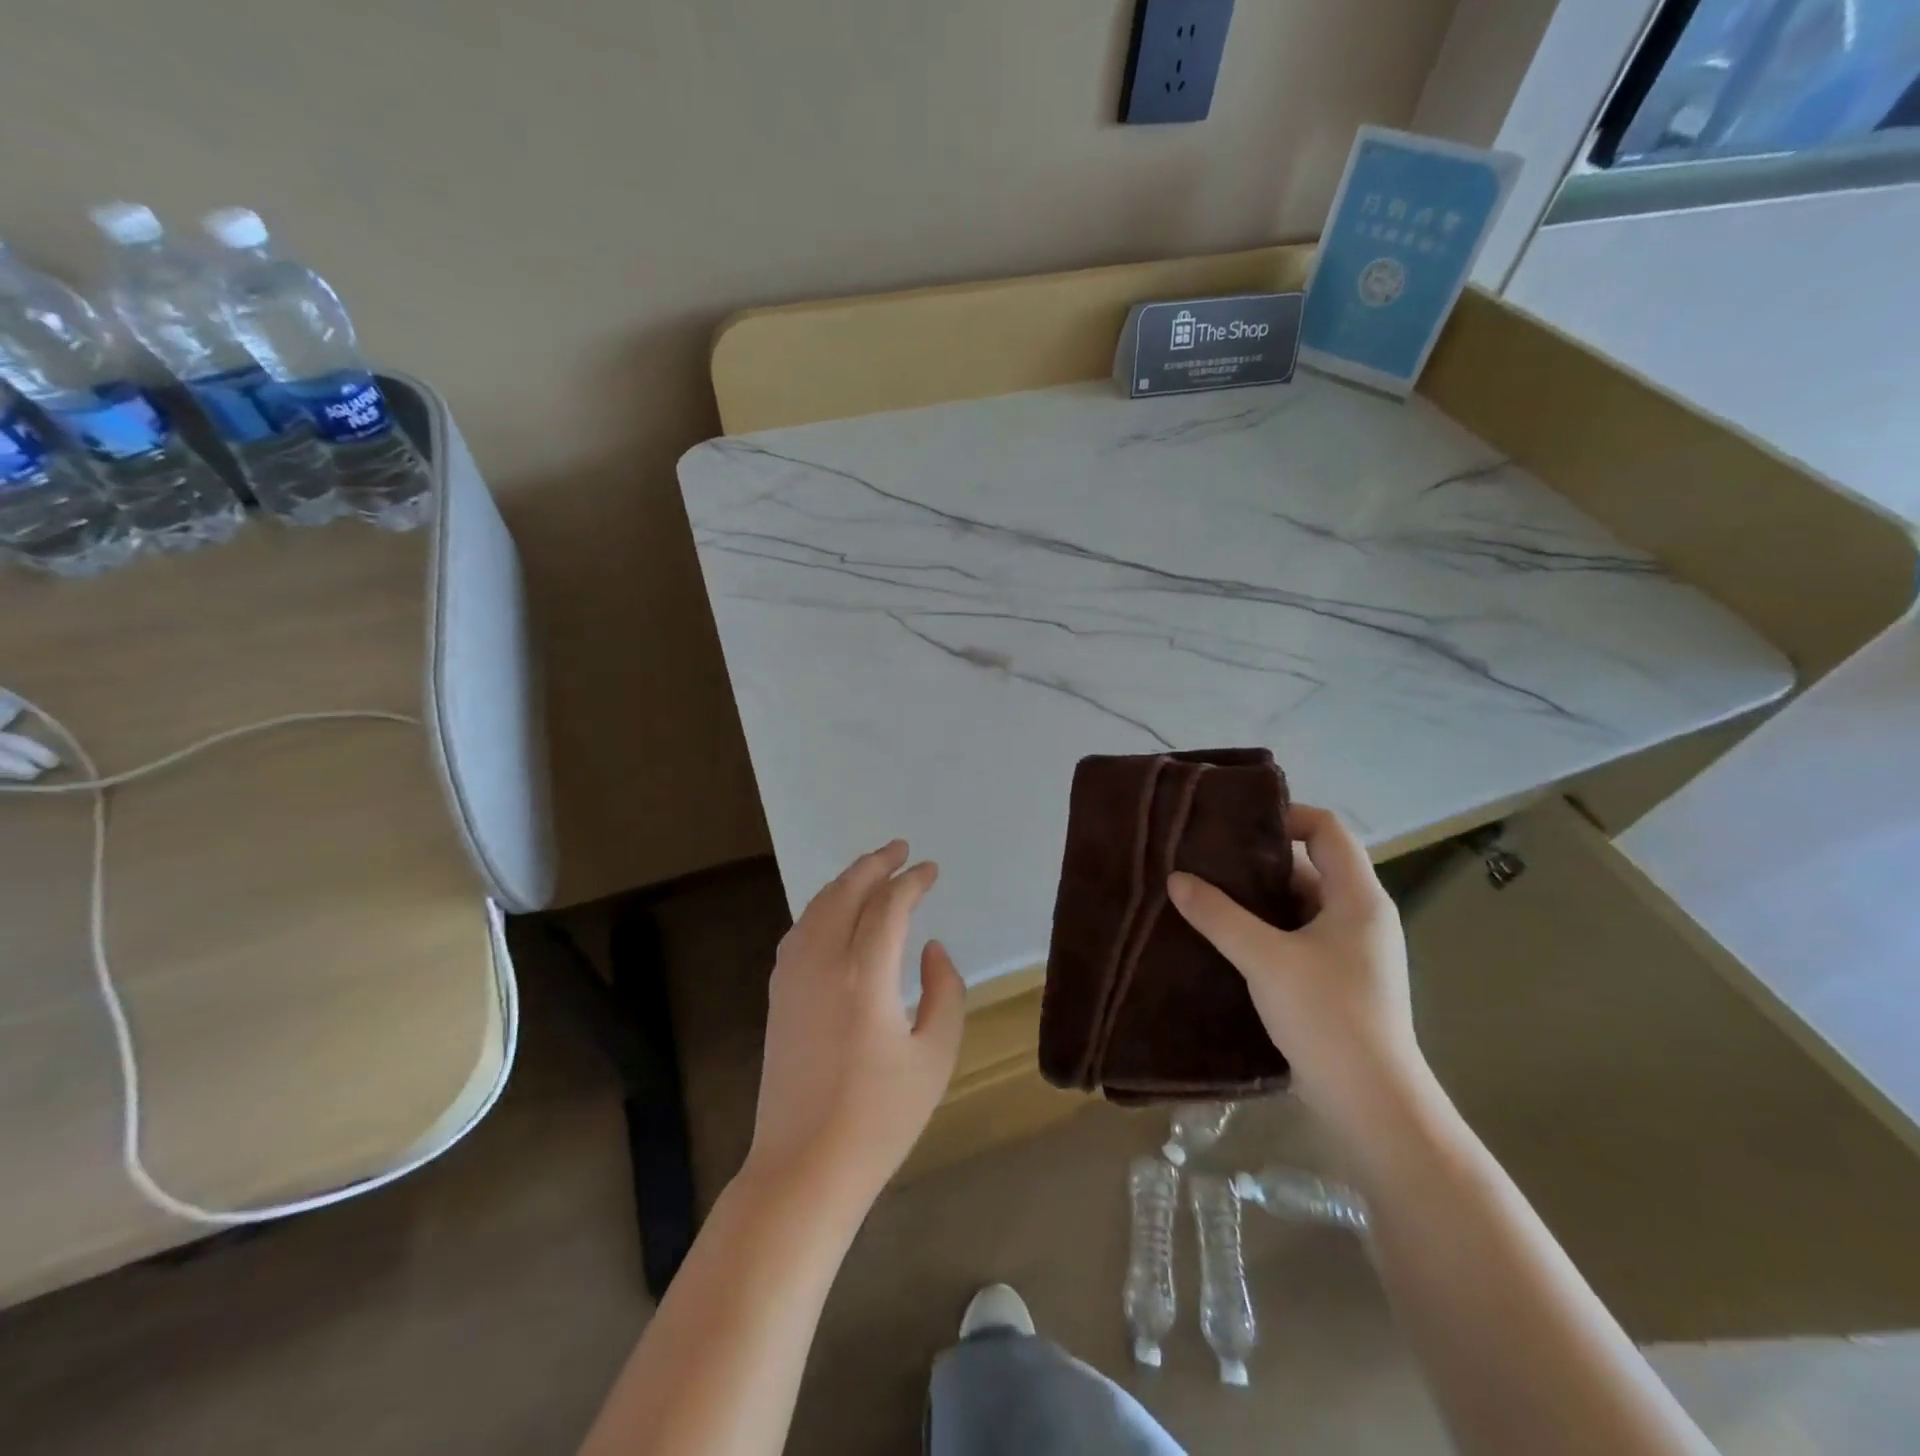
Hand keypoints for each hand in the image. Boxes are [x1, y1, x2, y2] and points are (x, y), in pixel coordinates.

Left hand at [745, 841, 966, 1203]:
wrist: (804, 1168)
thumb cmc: (880, 1119)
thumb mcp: (934, 1057)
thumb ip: (945, 992)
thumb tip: (932, 948)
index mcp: (864, 976)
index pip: (888, 906)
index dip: (912, 881)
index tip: (931, 869)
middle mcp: (822, 964)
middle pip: (846, 893)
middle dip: (875, 864)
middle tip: (900, 849)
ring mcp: (792, 978)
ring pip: (817, 908)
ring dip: (845, 881)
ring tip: (871, 869)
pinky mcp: (777, 996)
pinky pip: (800, 932)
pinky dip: (821, 908)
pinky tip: (834, 912)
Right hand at [1167, 803, 1422, 1127]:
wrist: (1371, 1104)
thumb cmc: (1328, 1016)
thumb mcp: (1265, 959)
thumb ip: (1219, 915)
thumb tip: (1176, 878)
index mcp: (1358, 898)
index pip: (1329, 830)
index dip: (1287, 816)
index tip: (1236, 825)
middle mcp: (1359, 916)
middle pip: (1308, 867)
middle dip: (1256, 862)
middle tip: (1204, 858)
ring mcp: (1349, 951)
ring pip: (1296, 906)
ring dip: (1254, 900)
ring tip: (1202, 894)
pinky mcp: (1334, 980)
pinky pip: (1294, 937)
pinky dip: (1261, 931)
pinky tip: (1221, 938)